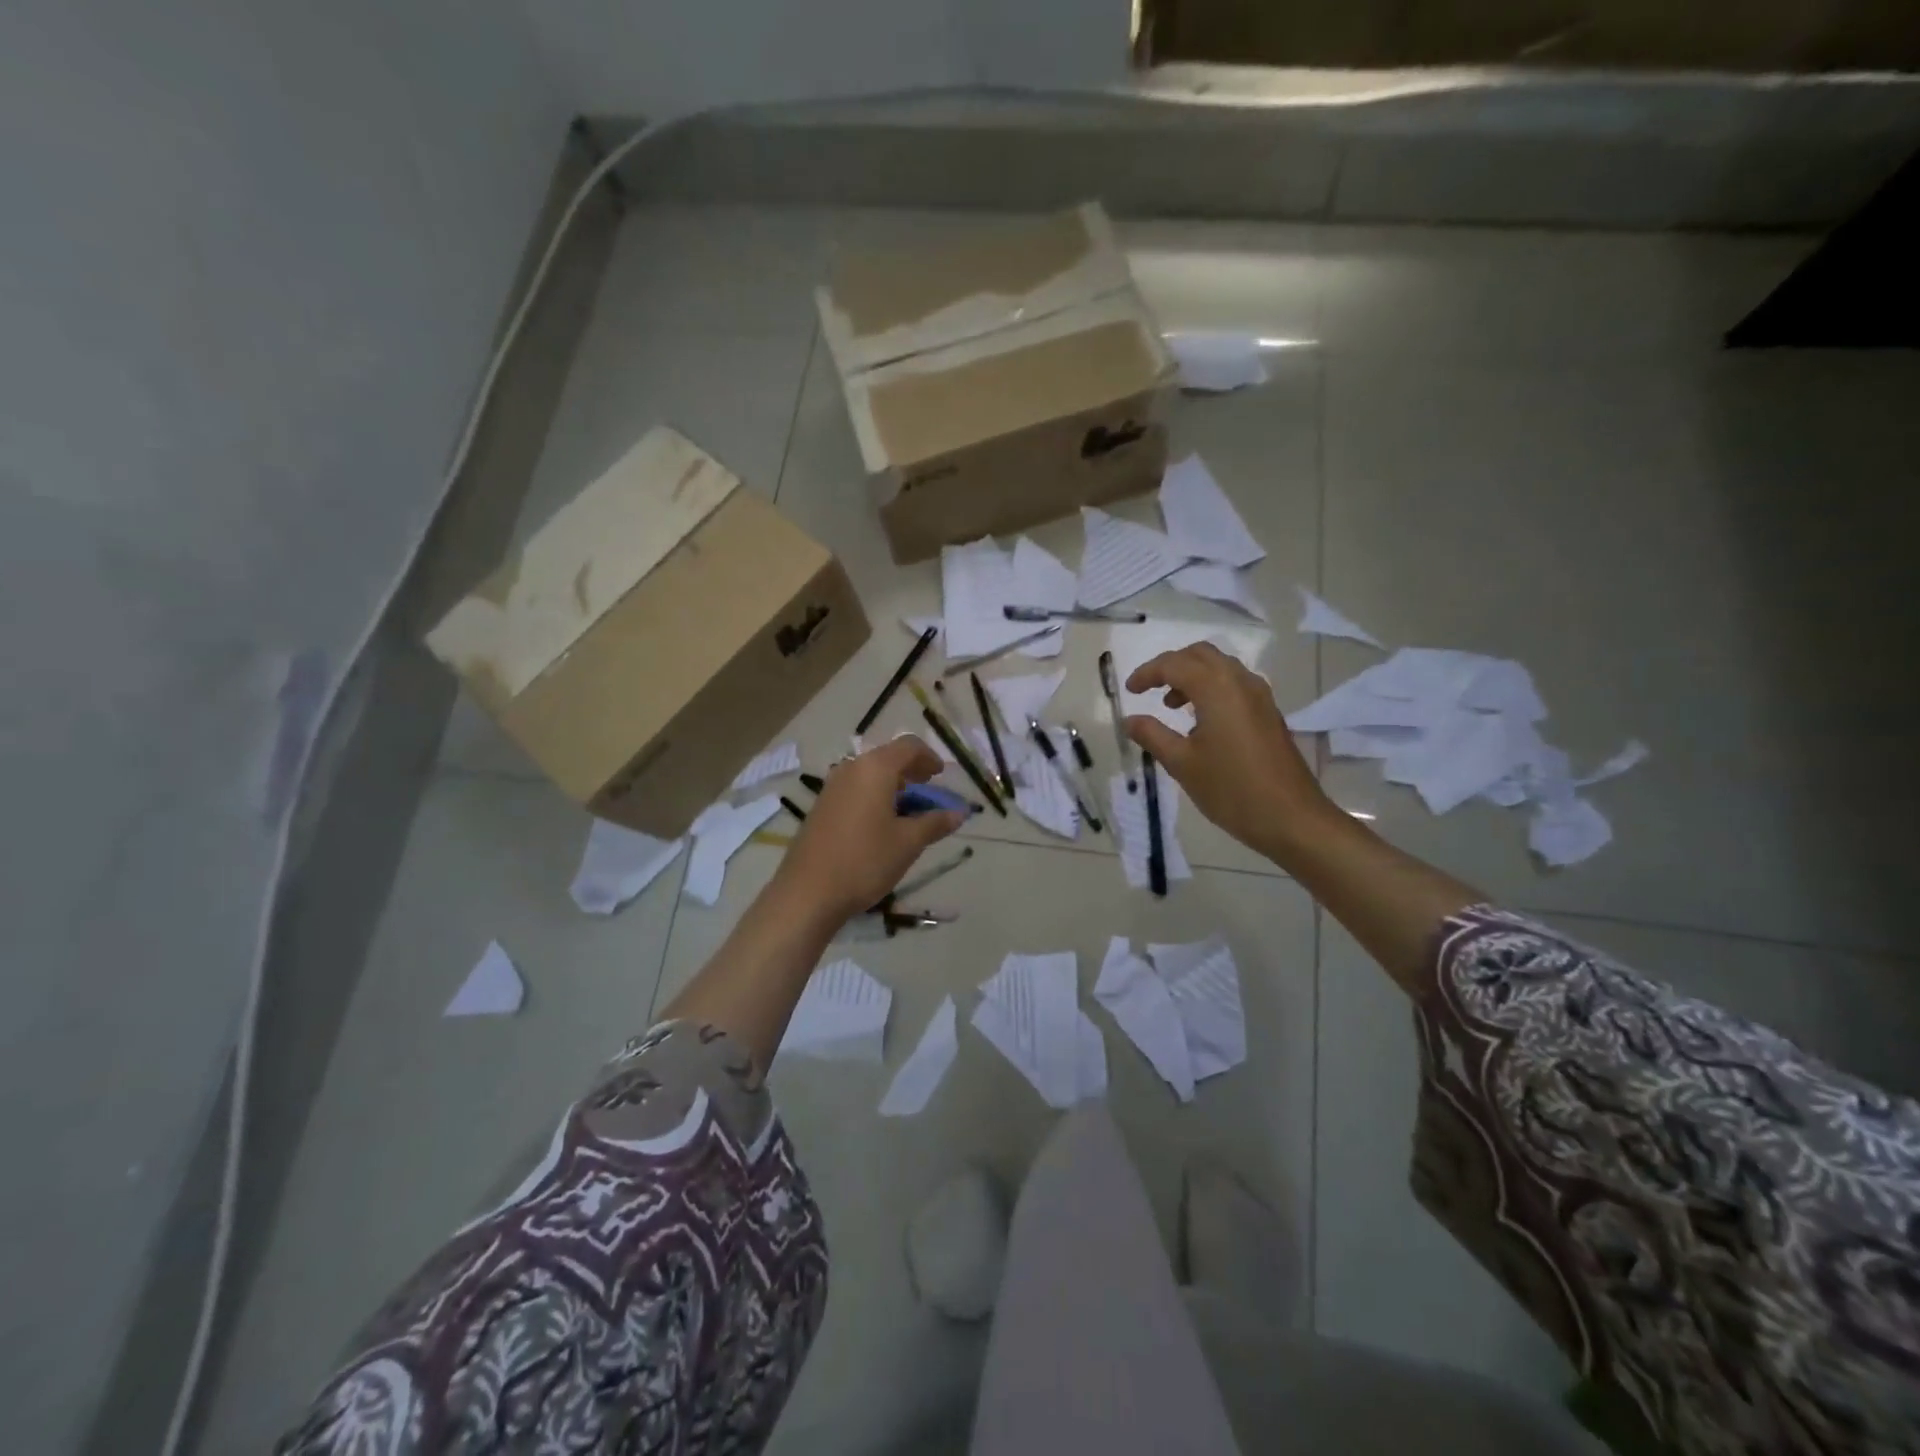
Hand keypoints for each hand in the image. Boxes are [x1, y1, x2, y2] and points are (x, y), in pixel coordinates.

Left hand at [775, 736, 967, 920]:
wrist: (807, 892)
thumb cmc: (865, 861)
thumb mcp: (908, 843)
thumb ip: (935, 823)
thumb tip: (959, 813)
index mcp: (875, 769)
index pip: (908, 746)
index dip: (929, 757)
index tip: (941, 776)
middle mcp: (851, 769)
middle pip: (887, 757)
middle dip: (912, 771)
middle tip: (929, 790)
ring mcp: (832, 787)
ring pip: (869, 774)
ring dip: (893, 785)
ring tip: (908, 810)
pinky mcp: (821, 806)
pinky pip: (855, 789)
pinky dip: (874, 795)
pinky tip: (881, 823)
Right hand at [1125, 643, 1333, 859]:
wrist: (1291, 817)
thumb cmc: (1231, 789)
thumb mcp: (1182, 764)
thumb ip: (1153, 735)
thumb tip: (1130, 720)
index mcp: (1216, 689)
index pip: (1174, 664)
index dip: (1147, 673)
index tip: (1129, 691)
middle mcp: (1240, 682)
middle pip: (1200, 655)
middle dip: (1171, 665)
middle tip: (1150, 688)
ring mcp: (1260, 697)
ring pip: (1220, 667)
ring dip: (1192, 676)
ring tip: (1171, 705)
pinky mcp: (1269, 713)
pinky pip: (1235, 685)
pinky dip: (1212, 689)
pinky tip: (1201, 721)